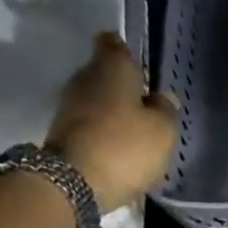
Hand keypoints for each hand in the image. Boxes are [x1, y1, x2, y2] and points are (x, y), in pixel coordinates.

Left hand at [46, 32, 178, 210]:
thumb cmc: (125, 147)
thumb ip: (166, 110)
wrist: (72, 183)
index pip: (115, 43)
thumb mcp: (162, 131)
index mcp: (111, 67)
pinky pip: (88, 123)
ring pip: (95, 99)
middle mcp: (84, 77)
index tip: (141, 67)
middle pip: (104, 72)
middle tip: (144, 103)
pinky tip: (117, 147)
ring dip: (112, 110)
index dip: (128, 52)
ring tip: (134, 130)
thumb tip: (163, 98)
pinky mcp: (61, 132)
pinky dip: (101, 130)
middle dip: (122, 85)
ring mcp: (68, 105)